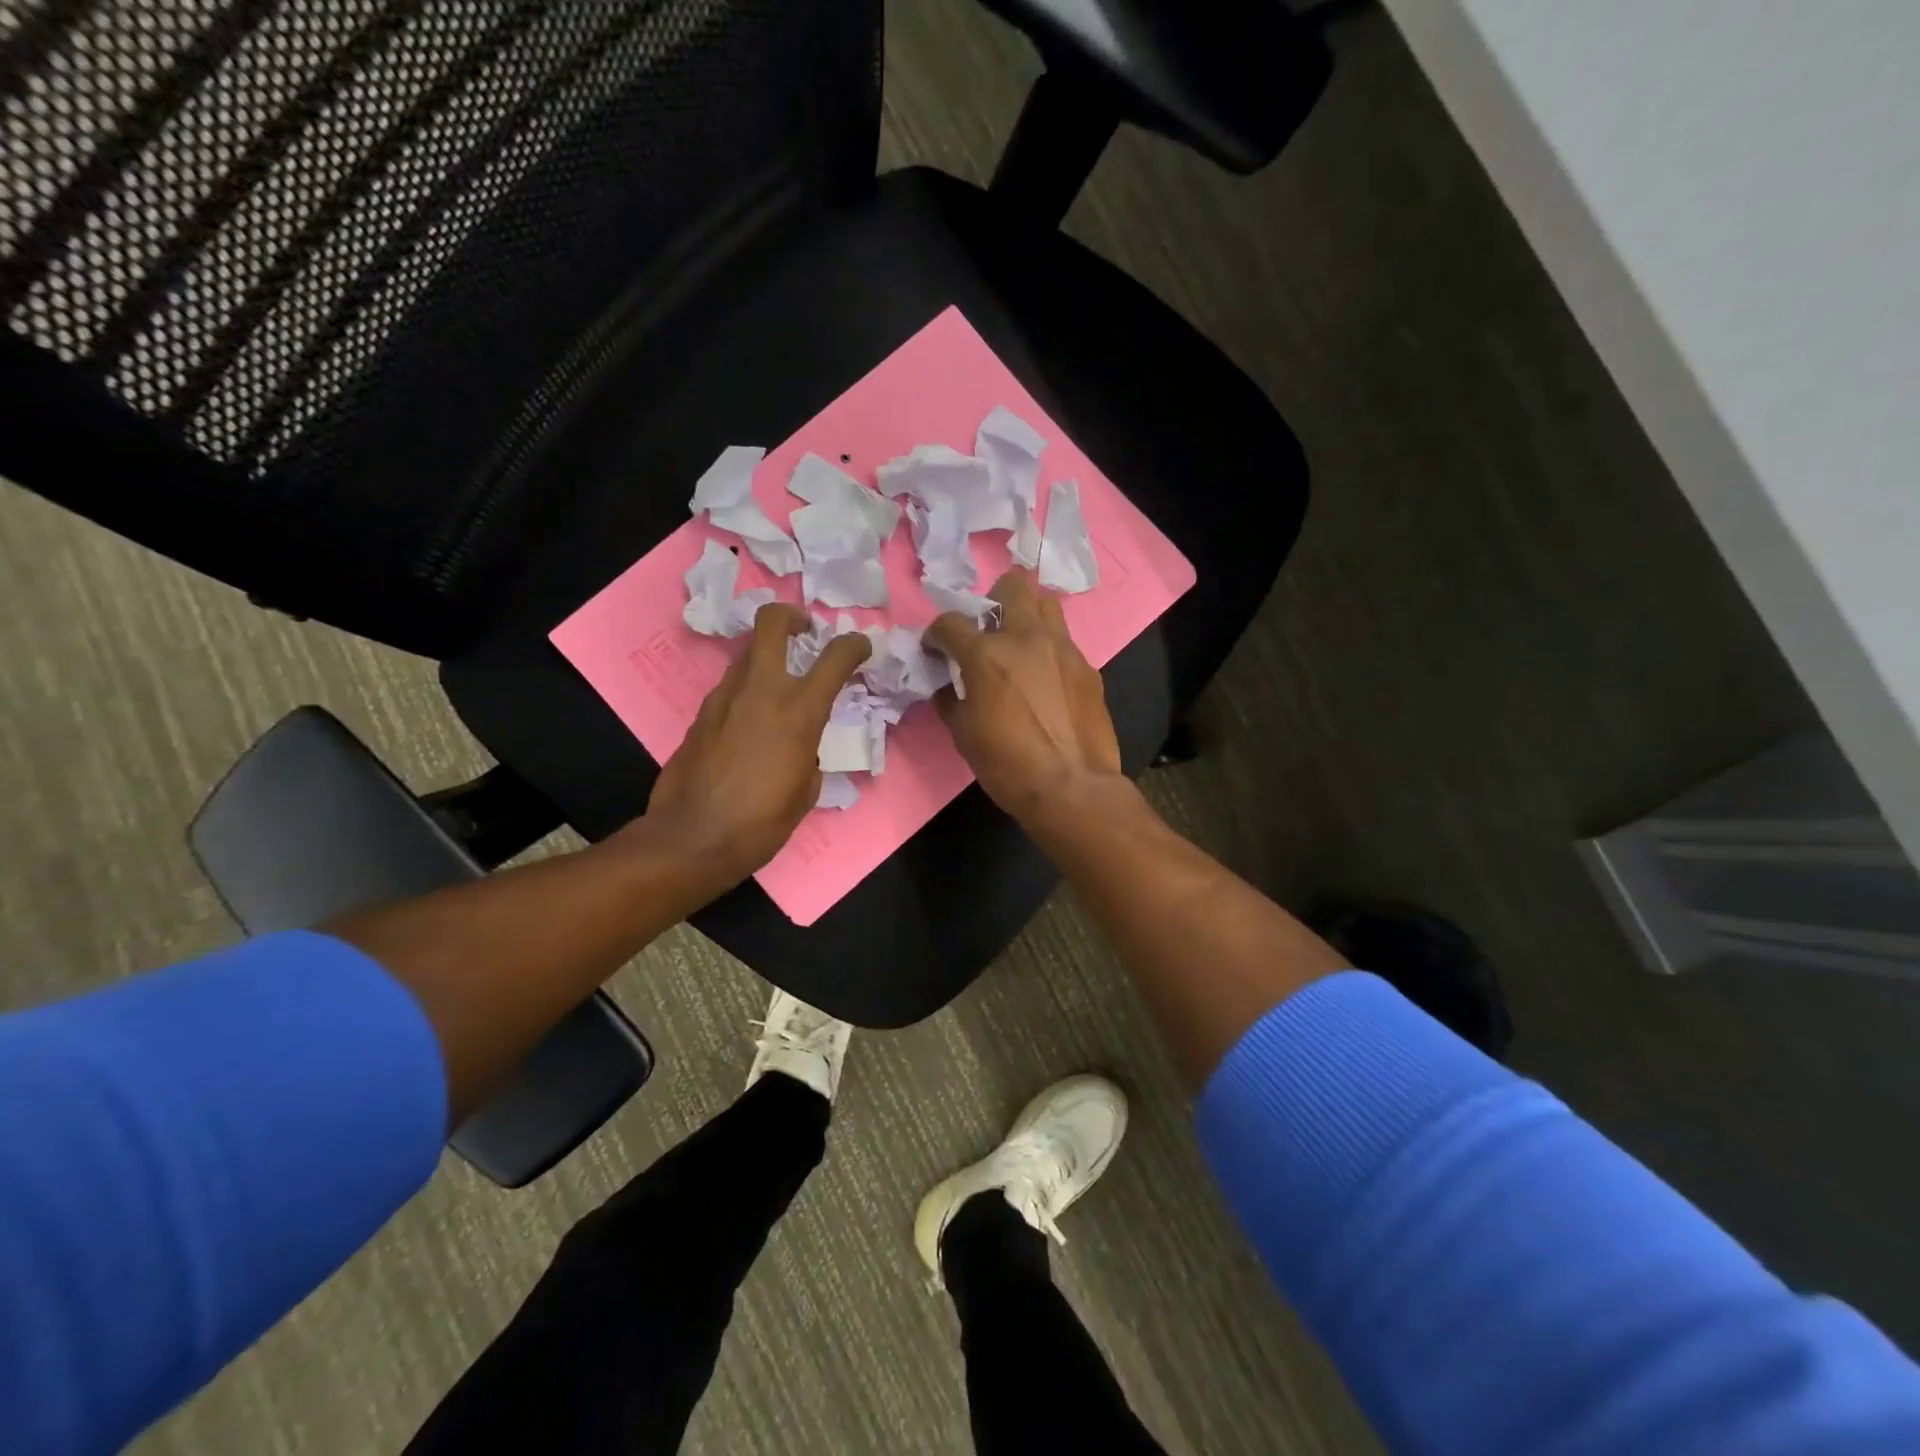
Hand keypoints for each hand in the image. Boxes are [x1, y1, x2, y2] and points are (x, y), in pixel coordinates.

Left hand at [643, 603, 870, 882]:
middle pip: (772, 622)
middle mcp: (761, 690)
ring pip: (748, 653)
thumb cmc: (761, 822)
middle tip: (805, 632)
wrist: (692, 838)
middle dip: (792, 617)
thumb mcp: (806, 789)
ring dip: (768, 657)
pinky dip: (748, 689)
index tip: (861, 648)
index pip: (836, 656)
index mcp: (799, 711)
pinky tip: (752, 720)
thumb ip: (809, 752)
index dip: (855, 645)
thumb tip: (801, 745)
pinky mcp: (700, 714)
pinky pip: (731, 687)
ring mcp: (724, 697)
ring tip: (779, 684)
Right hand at [926, 569, 1121, 822]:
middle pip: (1011, 585)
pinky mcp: (1087, 667)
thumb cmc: (1008, 765)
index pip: (951, 622)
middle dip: (992, 600)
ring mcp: (1062, 648)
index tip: (936, 649)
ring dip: (1027, 614)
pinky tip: (1045, 679)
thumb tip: (948, 686)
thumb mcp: (963, 735)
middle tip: (988, 631)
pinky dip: (1048, 650)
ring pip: (1046, 603)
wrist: (1072, 787)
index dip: (936, 634)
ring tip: (1019, 644)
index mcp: (987, 655)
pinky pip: (1064, 641)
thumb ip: (951, 700)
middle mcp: (1026, 638)